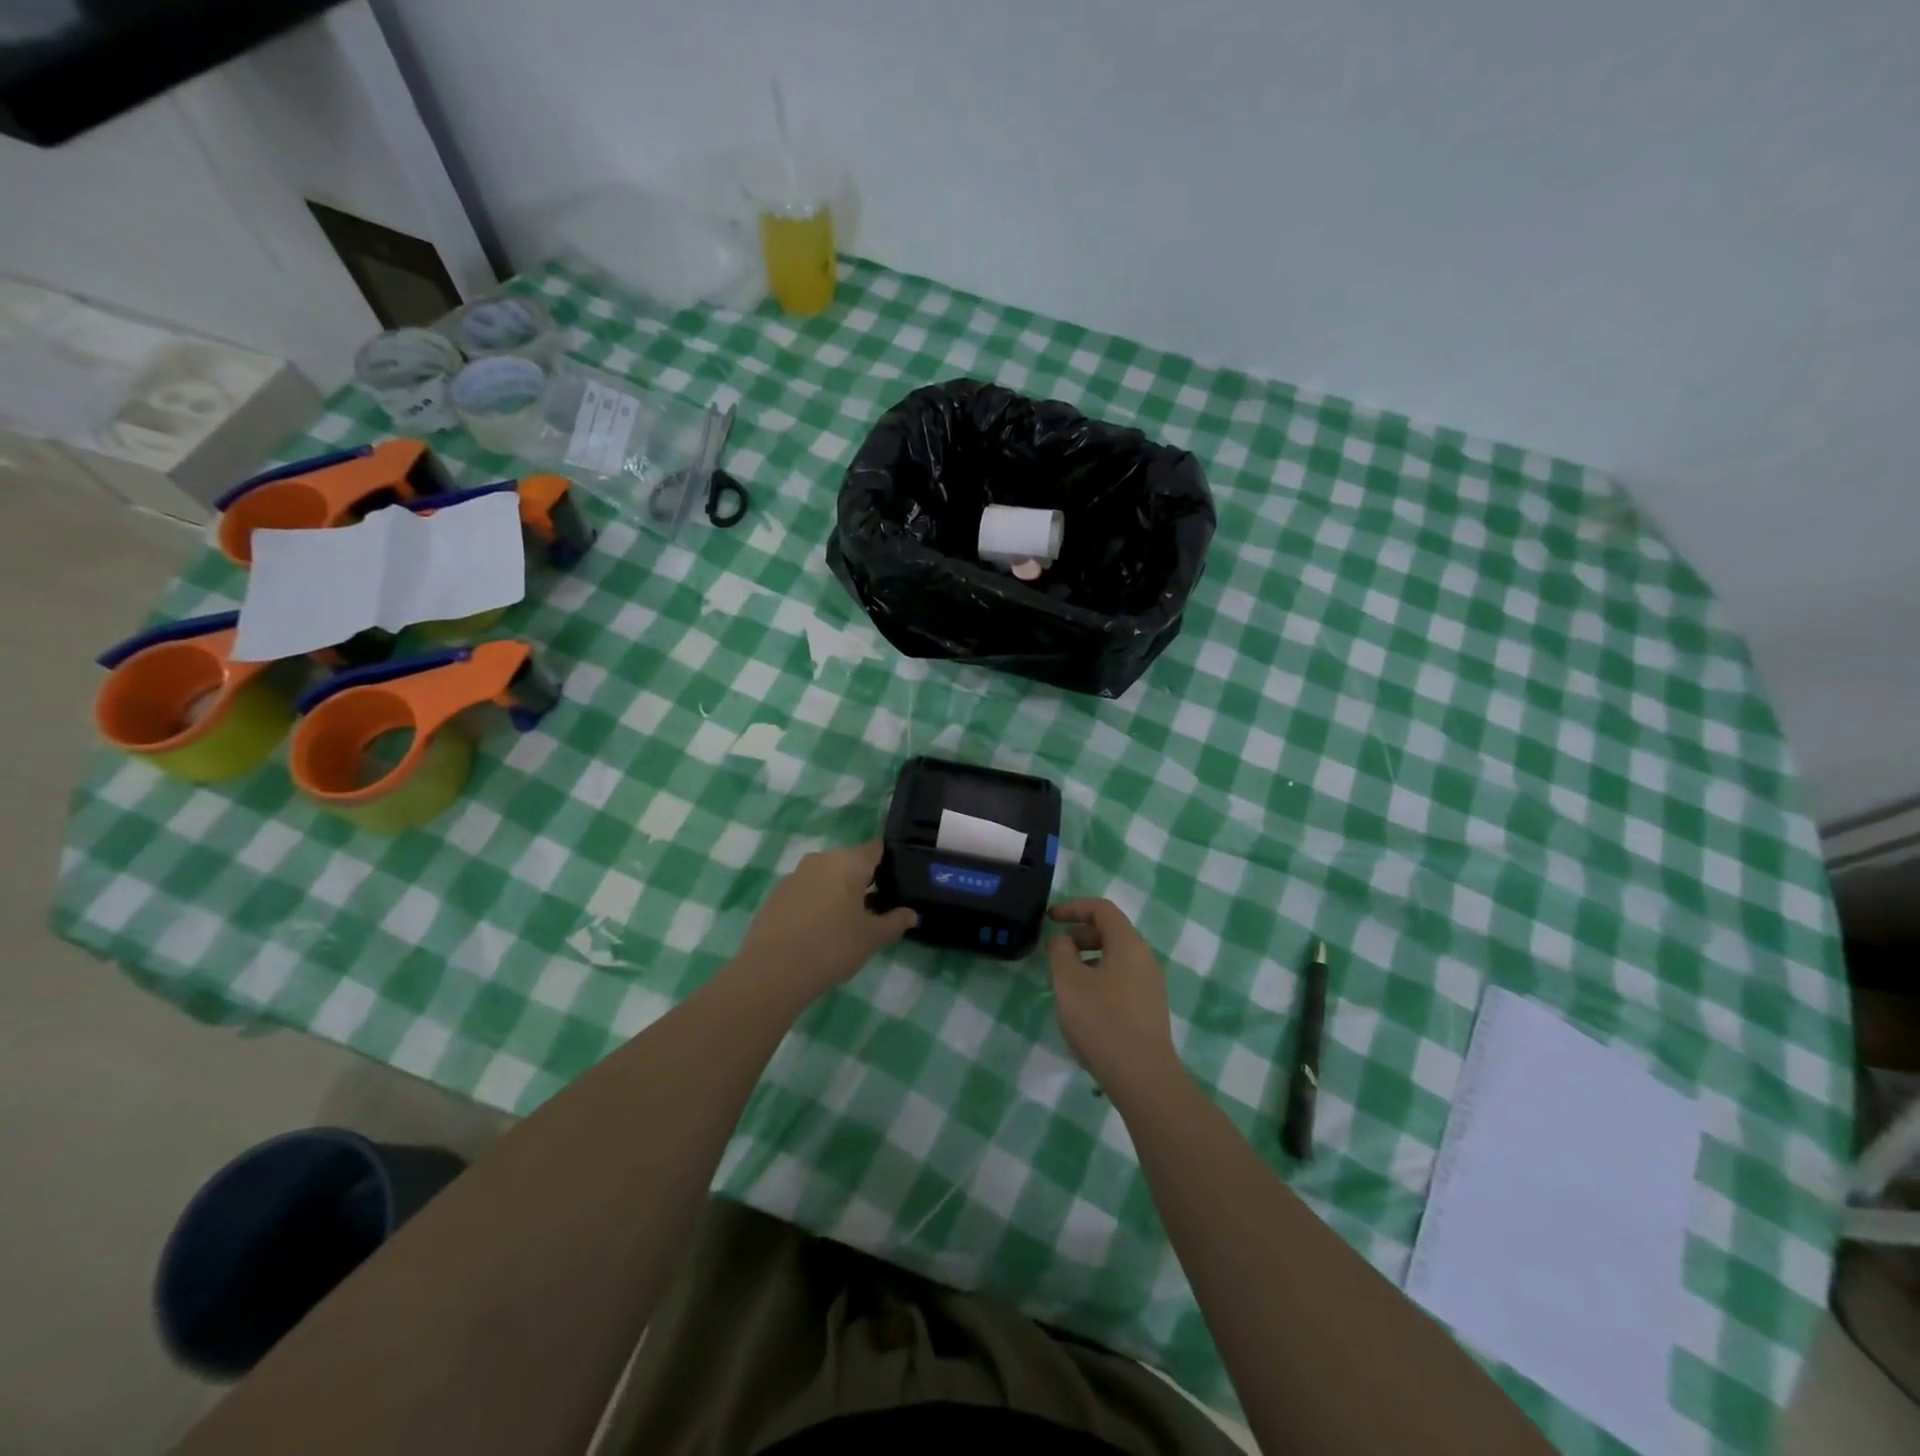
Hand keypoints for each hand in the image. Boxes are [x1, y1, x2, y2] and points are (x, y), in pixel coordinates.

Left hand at [733, 841, 916, 1005]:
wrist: (774, 970)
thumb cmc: (833, 946)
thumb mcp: (872, 938)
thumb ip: (895, 922)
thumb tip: (912, 914)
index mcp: (849, 862)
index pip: (876, 849)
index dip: (888, 862)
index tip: (896, 881)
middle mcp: (821, 859)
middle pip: (849, 862)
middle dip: (862, 880)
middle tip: (873, 908)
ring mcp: (795, 875)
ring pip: (825, 876)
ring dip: (837, 892)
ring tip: (845, 922)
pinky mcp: (776, 894)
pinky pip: (805, 891)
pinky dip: (815, 903)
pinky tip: (817, 930)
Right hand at [1047, 899, 1181, 1097]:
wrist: (1143, 1078)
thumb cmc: (1102, 1021)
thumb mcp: (1069, 982)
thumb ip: (1060, 951)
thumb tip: (1063, 940)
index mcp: (1128, 944)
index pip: (1102, 909)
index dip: (1073, 907)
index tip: (1049, 919)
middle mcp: (1145, 958)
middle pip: (1110, 932)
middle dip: (1079, 935)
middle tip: (1054, 954)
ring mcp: (1150, 984)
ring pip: (1115, 958)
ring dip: (1087, 960)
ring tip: (1065, 983)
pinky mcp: (1149, 1008)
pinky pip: (1121, 979)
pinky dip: (1099, 978)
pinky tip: (1084, 1006)